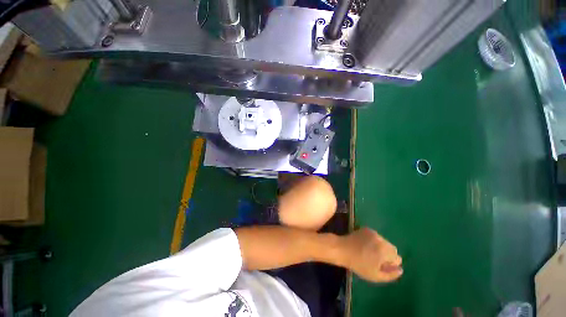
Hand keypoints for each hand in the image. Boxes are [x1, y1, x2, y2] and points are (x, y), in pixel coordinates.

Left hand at [340, 227, 402, 282]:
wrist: (342, 249)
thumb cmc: (358, 264)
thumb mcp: (375, 276)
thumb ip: (391, 274)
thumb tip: (400, 269)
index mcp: (385, 250)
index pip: (397, 258)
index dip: (390, 264)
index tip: (379, 265)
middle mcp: (381, 239)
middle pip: (391, 248)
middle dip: (387, 255)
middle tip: (374, 259)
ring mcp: (373, 232)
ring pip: (384, 242)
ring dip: (380, 247)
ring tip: (368, 252)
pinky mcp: (366, 228)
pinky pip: (376, 237)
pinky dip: (374, 241)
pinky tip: (364, 245)